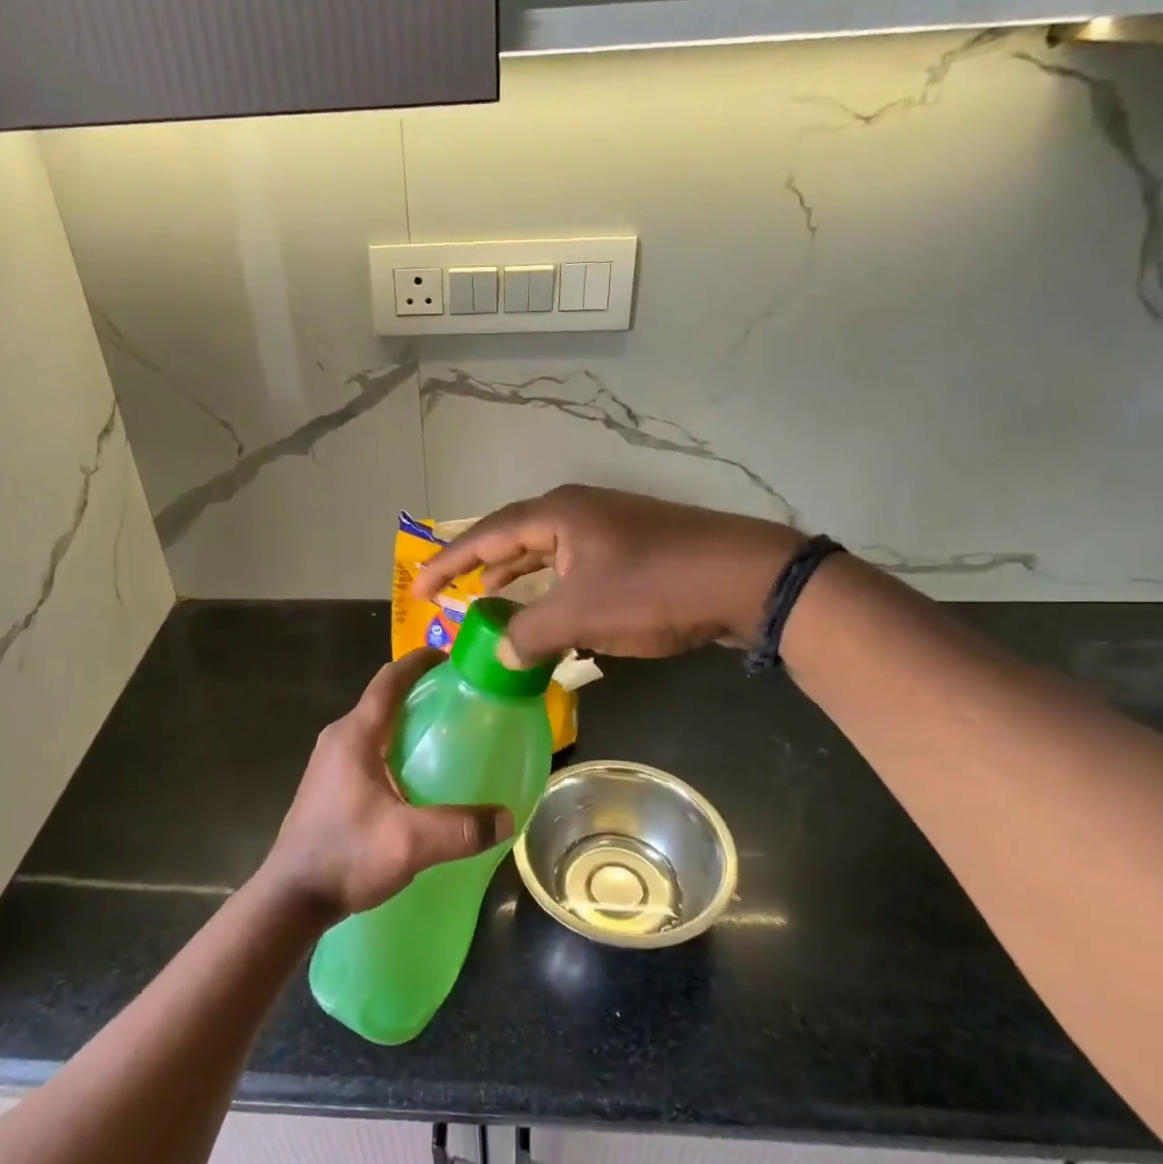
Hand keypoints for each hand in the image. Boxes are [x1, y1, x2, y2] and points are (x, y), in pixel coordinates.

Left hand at [260, 647, 514, 919]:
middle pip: (382, 700)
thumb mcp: (409, 843)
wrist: (291, 897)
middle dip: (419, 692)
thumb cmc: (345, 855)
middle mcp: (338, 739)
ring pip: (374, 726)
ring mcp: (329, 762)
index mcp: (355, 735)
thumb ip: (461, 829)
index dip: (419, 662)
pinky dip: (394, 747)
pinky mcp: (328, 785)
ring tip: (444, 735)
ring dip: (406, 722)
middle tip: (460, 700)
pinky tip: (416, 777)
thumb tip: (507, 819)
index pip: (388, 680)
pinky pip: (367, 750)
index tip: (451, 656)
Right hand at [411, 485, 804, 665]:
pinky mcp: (633, 549)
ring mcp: (608, 528)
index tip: (416, 589)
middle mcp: (577, 511)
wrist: (746, 578)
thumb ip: (530, 633)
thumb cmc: (654, 588)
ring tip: (489, 599)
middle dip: (479, 566)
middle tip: (447, 593)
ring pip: (546, 553)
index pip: (485, 536)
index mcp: (557, 514)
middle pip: (512, 538)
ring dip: (517, 578)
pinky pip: (574, 567)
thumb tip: (499, 652)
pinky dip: (553, 590)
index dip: (446, 564)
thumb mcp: (582, 615)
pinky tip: (551, 615)